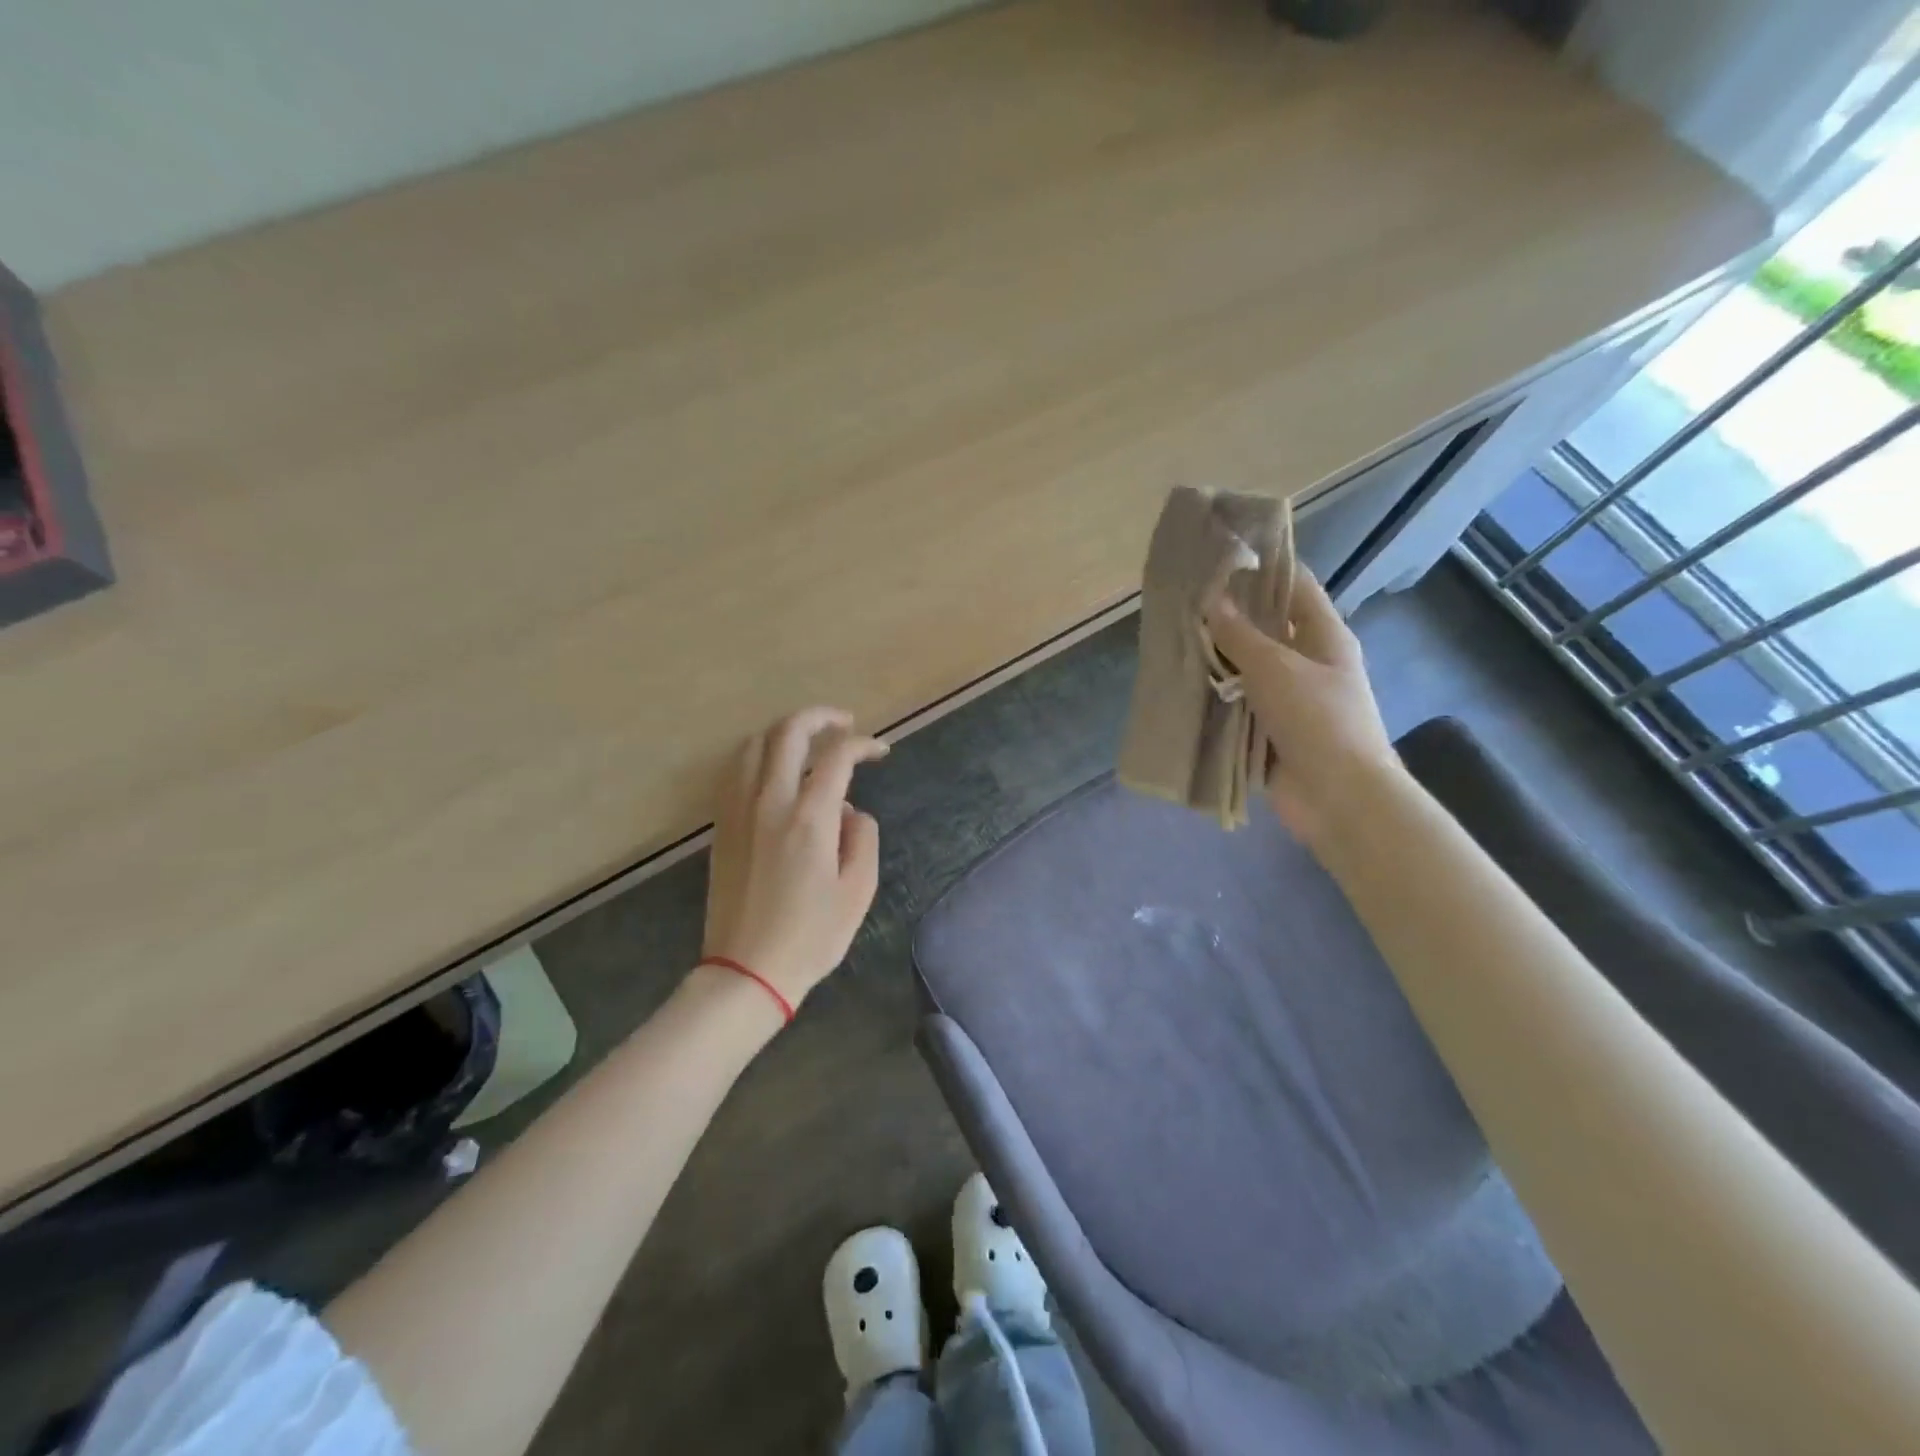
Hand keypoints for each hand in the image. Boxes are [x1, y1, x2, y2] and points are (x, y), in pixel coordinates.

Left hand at [702, 706, 885, 1010]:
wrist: (746, 971)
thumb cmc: (811, 936)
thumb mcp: (858, 891)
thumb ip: (861, 837)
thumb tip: (848, 809)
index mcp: (808, 818)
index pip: (837, 756)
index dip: (863, 744)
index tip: (880, 750)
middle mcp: (769, 802)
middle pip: (788, 732)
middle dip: (821, 717)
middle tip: (845, 723)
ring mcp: (738, 811)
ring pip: (754, 744)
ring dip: (786, 732)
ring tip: (810, 742)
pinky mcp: (722, 825)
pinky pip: (735, 770)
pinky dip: (759, 754)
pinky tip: (775, 769)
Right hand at [1205, 571, 1399, 845]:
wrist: (1337, 796)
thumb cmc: (1317, 720)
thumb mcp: (1276, 668)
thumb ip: (1240, 634)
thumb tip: (1212, 599)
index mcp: (1324, 636)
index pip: (1294, 586)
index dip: (1261, 567)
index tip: (1219, 556)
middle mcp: (1307, 661)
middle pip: (1266, 627)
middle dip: (1228, 615)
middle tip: (1182, 599)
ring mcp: (1288, 698)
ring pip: (1247, 667)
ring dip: (1216, 657)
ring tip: (1172, 636)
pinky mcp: (1268, 729)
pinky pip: (1238, 703)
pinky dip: (1215, 694)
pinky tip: (1182, 682)